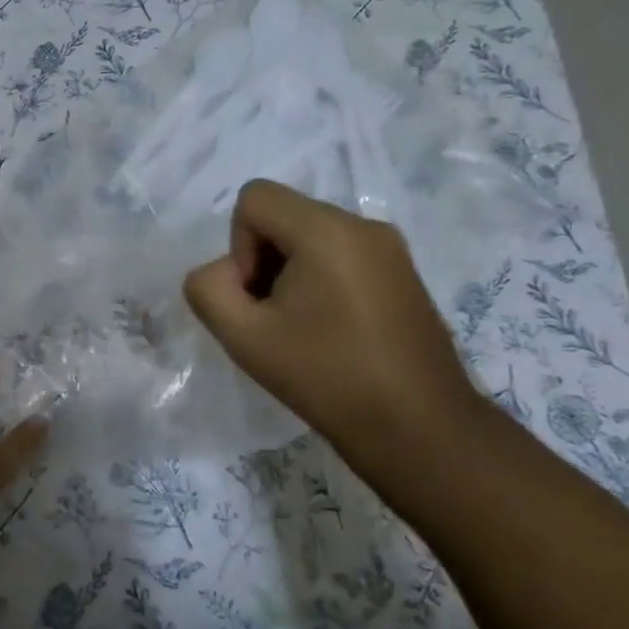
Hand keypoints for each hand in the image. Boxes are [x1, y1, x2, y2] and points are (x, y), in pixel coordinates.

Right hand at [182, 180, 487, 465]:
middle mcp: (363, 225)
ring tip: (301, 328)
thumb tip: (223, 274)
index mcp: (327, 230)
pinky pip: (340, 254)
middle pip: (283, 215)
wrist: (420, 430)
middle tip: (273, 319)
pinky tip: (330, 331)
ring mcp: (390, 248)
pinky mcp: (402, 273)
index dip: (239, 246)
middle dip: (263, 260)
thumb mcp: (243, 337)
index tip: (258, 298)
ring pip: (310, 235)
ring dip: (289, 273)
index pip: (254, 199)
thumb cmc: (327, 378)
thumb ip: (208, 289)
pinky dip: (319, 280)